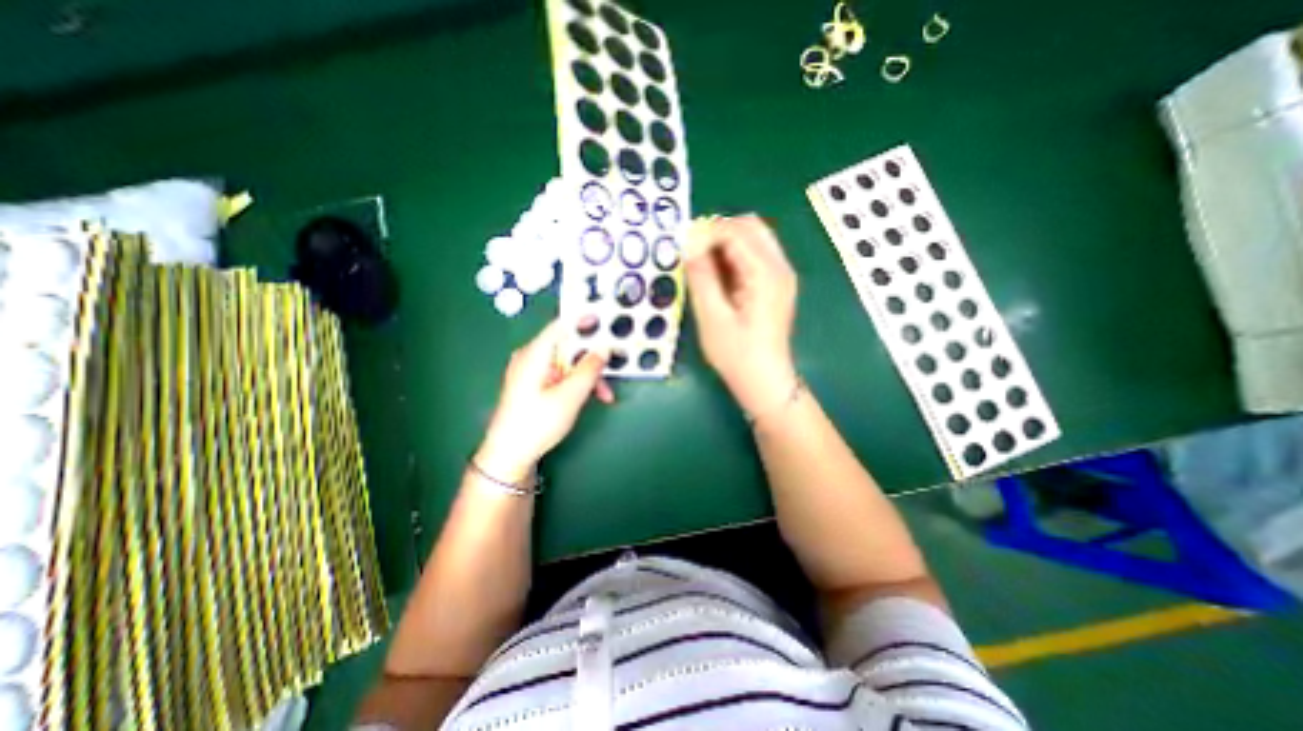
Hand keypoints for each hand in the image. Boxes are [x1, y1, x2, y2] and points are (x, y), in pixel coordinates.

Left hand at [473, 320, 616, 484]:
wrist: (508, 455)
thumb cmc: (537, 424)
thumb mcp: (570, 396)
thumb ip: (589, 370)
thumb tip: (603, 348)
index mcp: (535, 354)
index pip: (561, 326)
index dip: (583, 320)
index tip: (604, 319)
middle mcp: (530, 357)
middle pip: (567, 347)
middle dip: (591, 360)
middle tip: (611, 370)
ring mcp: (530, 371)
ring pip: (566, 363)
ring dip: (587, 376)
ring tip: (604, 395)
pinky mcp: (533, 384)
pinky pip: (559, 375)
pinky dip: (575, 383)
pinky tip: (588, 397)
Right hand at [686, 215, 799, 416]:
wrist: (764, 380)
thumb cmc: (736, 354)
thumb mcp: (712, 317)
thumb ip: (701, 277)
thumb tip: (689, 244)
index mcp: (766, 273)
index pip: (735, 231)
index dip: (706, 233)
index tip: (683, 249)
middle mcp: (779, 266)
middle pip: (749, 226)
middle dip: (717, 231)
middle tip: (691, 252)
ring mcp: (781, 274)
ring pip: (752, 237)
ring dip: (724, 242)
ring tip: (701, 263)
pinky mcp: (776, 283)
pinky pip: (754, 254)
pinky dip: (733, 255)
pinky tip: (717, 274)